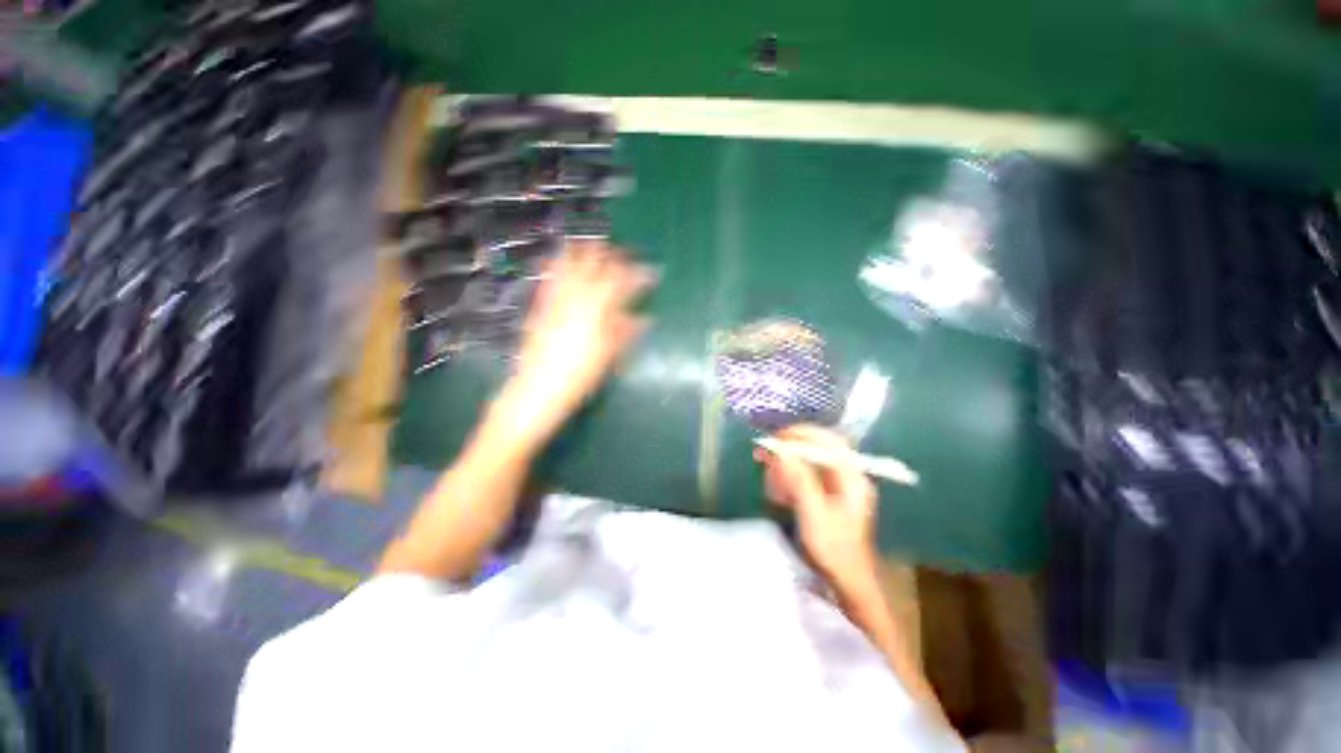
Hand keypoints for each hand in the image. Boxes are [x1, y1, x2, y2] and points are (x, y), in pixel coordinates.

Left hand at [495, 240, 653, 445]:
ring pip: (570, 264)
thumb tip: (645, 318)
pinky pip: (548, 277)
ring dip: (584, 251)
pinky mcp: (541, 305)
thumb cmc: (581, 374)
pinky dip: (555, 264)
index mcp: (599, 309)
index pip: (623, 282)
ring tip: (592, 243)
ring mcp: (556, 298)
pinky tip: (557, 256)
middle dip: (613, 255)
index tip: (651, 271)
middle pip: (597, 265)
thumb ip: (626, 331)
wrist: (539, 387)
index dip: (638, 274)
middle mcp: (577, 296)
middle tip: (623, 253)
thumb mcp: (610, 355)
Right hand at [756, 425, 878, 592]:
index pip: (827, 441)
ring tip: (768, 473)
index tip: (775, 439)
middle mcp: (847, 474)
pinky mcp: (827, 493)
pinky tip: (777, 488)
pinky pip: (805, 473)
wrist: (847, 580)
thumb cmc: (834, 549)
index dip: (800, 435)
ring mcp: (838, 483)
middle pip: (816, 447)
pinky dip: (788, 475)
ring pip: (808, 459)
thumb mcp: (814, 514)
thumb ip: (800, 479)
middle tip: (765, 453)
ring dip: (786, 462)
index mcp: (852, 476)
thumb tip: (782, 451)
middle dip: (788, 448)